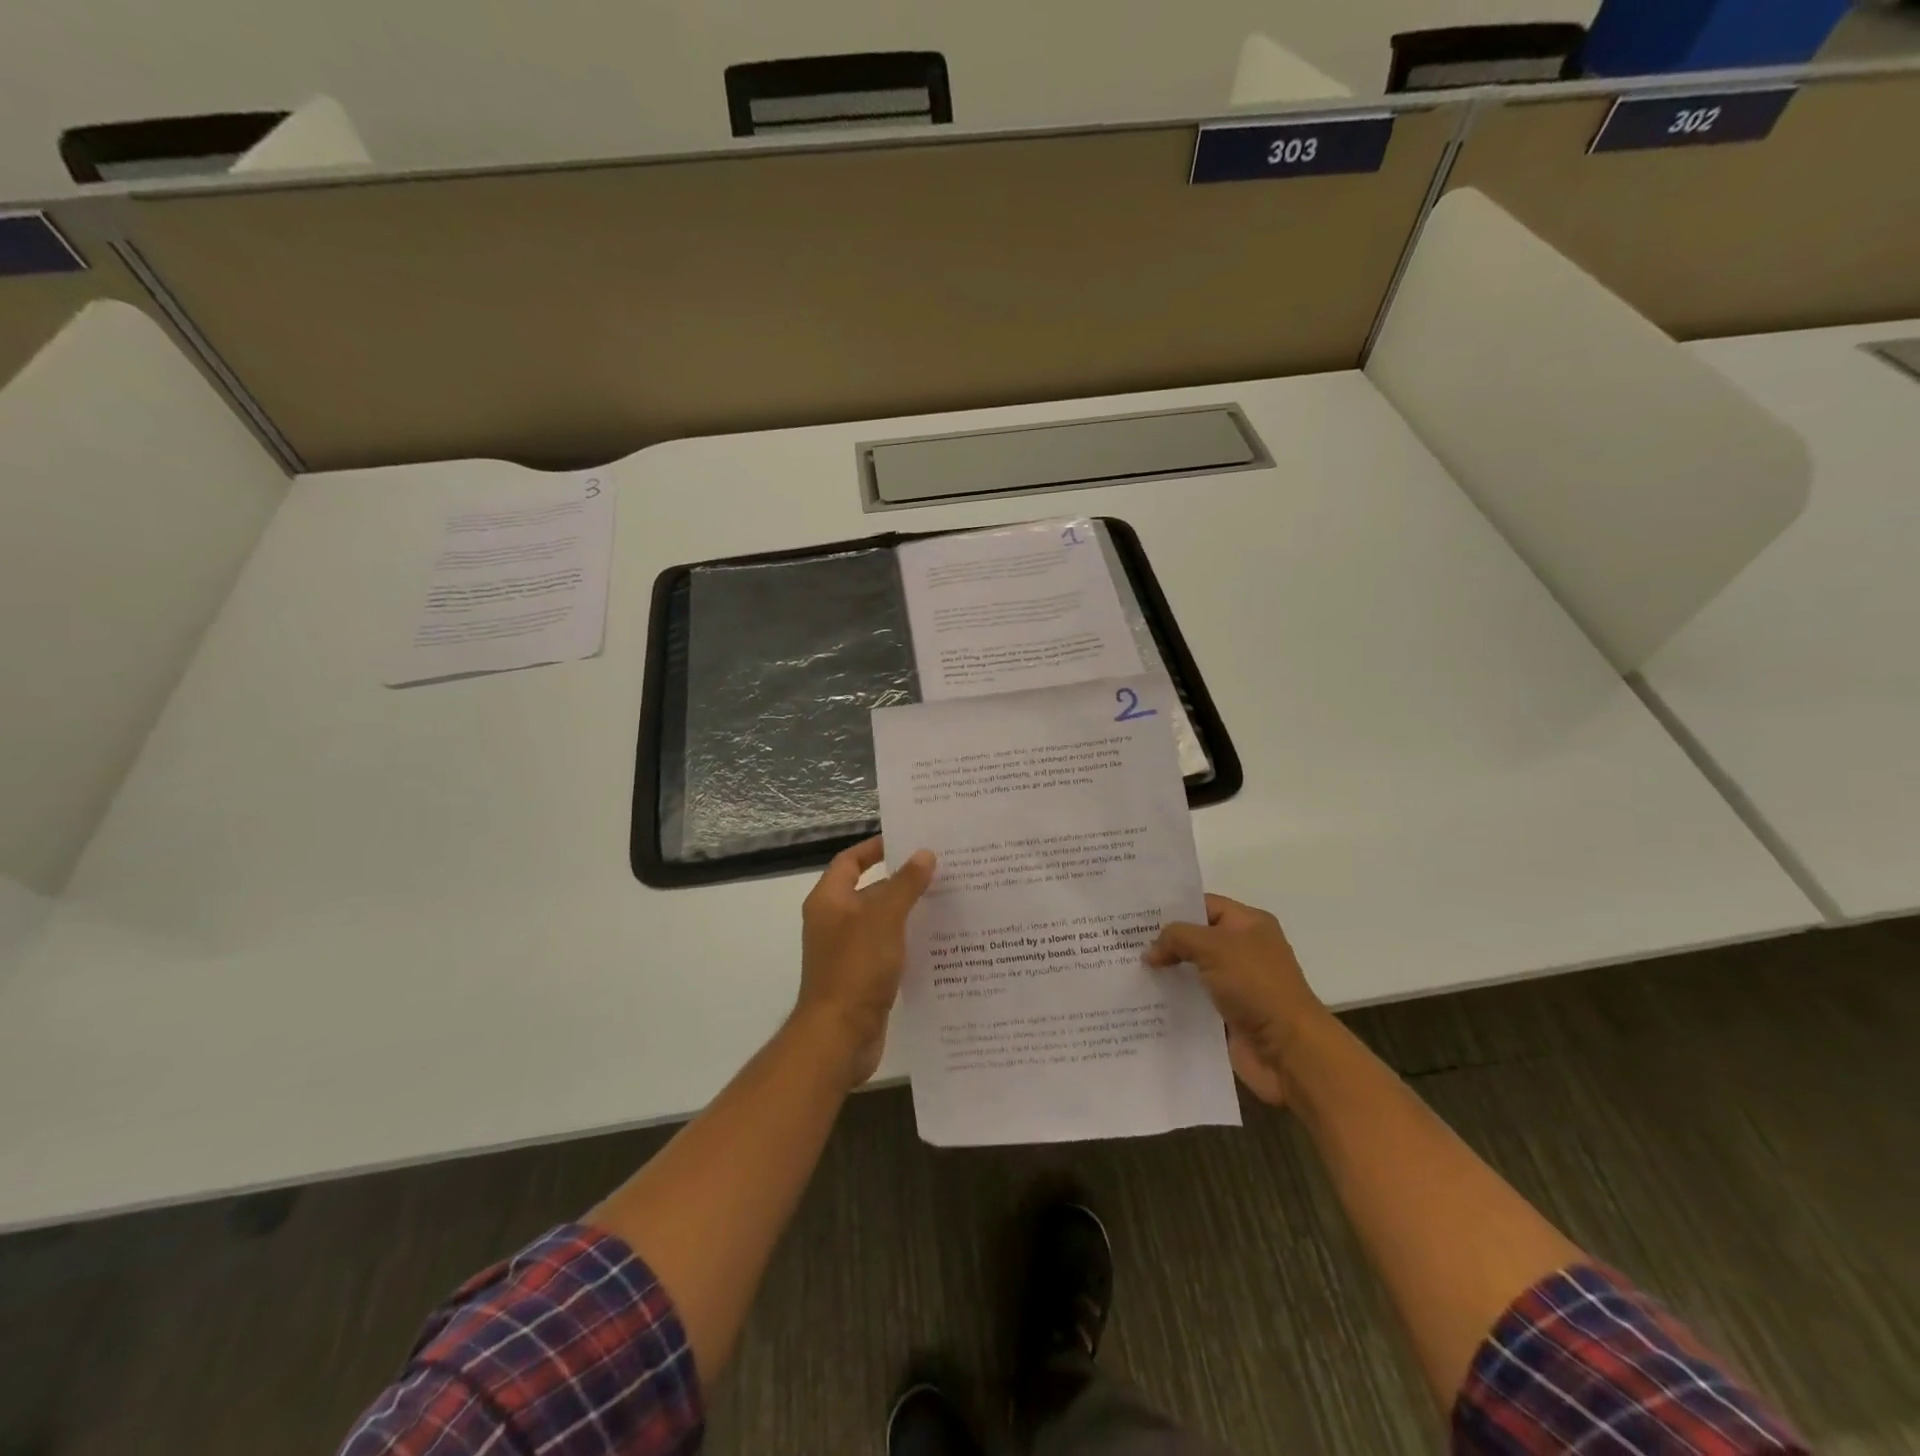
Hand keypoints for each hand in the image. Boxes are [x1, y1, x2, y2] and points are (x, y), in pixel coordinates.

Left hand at [795, 836, 935, 1087]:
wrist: (840, 1037)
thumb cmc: (856, 967)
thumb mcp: (884, 918)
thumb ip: (905, 884)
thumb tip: (924, 854)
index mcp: (829, 901)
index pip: (850, 861)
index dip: (875, 848)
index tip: (908, 840)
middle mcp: (834, 922)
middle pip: (869, 890)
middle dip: (902, 880)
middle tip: (941, 869)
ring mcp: (848, 952)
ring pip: (882, 922)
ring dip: (909, 912)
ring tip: (949, 900)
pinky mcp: (862, 977)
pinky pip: (888, 949)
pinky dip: (909, 942)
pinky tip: (940, 940)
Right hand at [1146, 895, 1326, 1105]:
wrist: (1288, 1050)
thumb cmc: (1255, 985)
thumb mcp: (1213, 947)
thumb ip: (1176, 938)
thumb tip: (1151, 950)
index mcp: (1249, 924)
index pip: (1204, 905)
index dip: (1173, 907)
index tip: (1137, 914)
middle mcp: (1244, 950)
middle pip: (1196, 938)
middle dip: (1164, 940)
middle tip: (1124, 940)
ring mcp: (1237, 984)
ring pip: (1193, 970)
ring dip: (1166, 971)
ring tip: (1127, 968)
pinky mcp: (1229, 1014)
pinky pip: (1194, 1000)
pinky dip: (1173, 999)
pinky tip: (1144, 998)